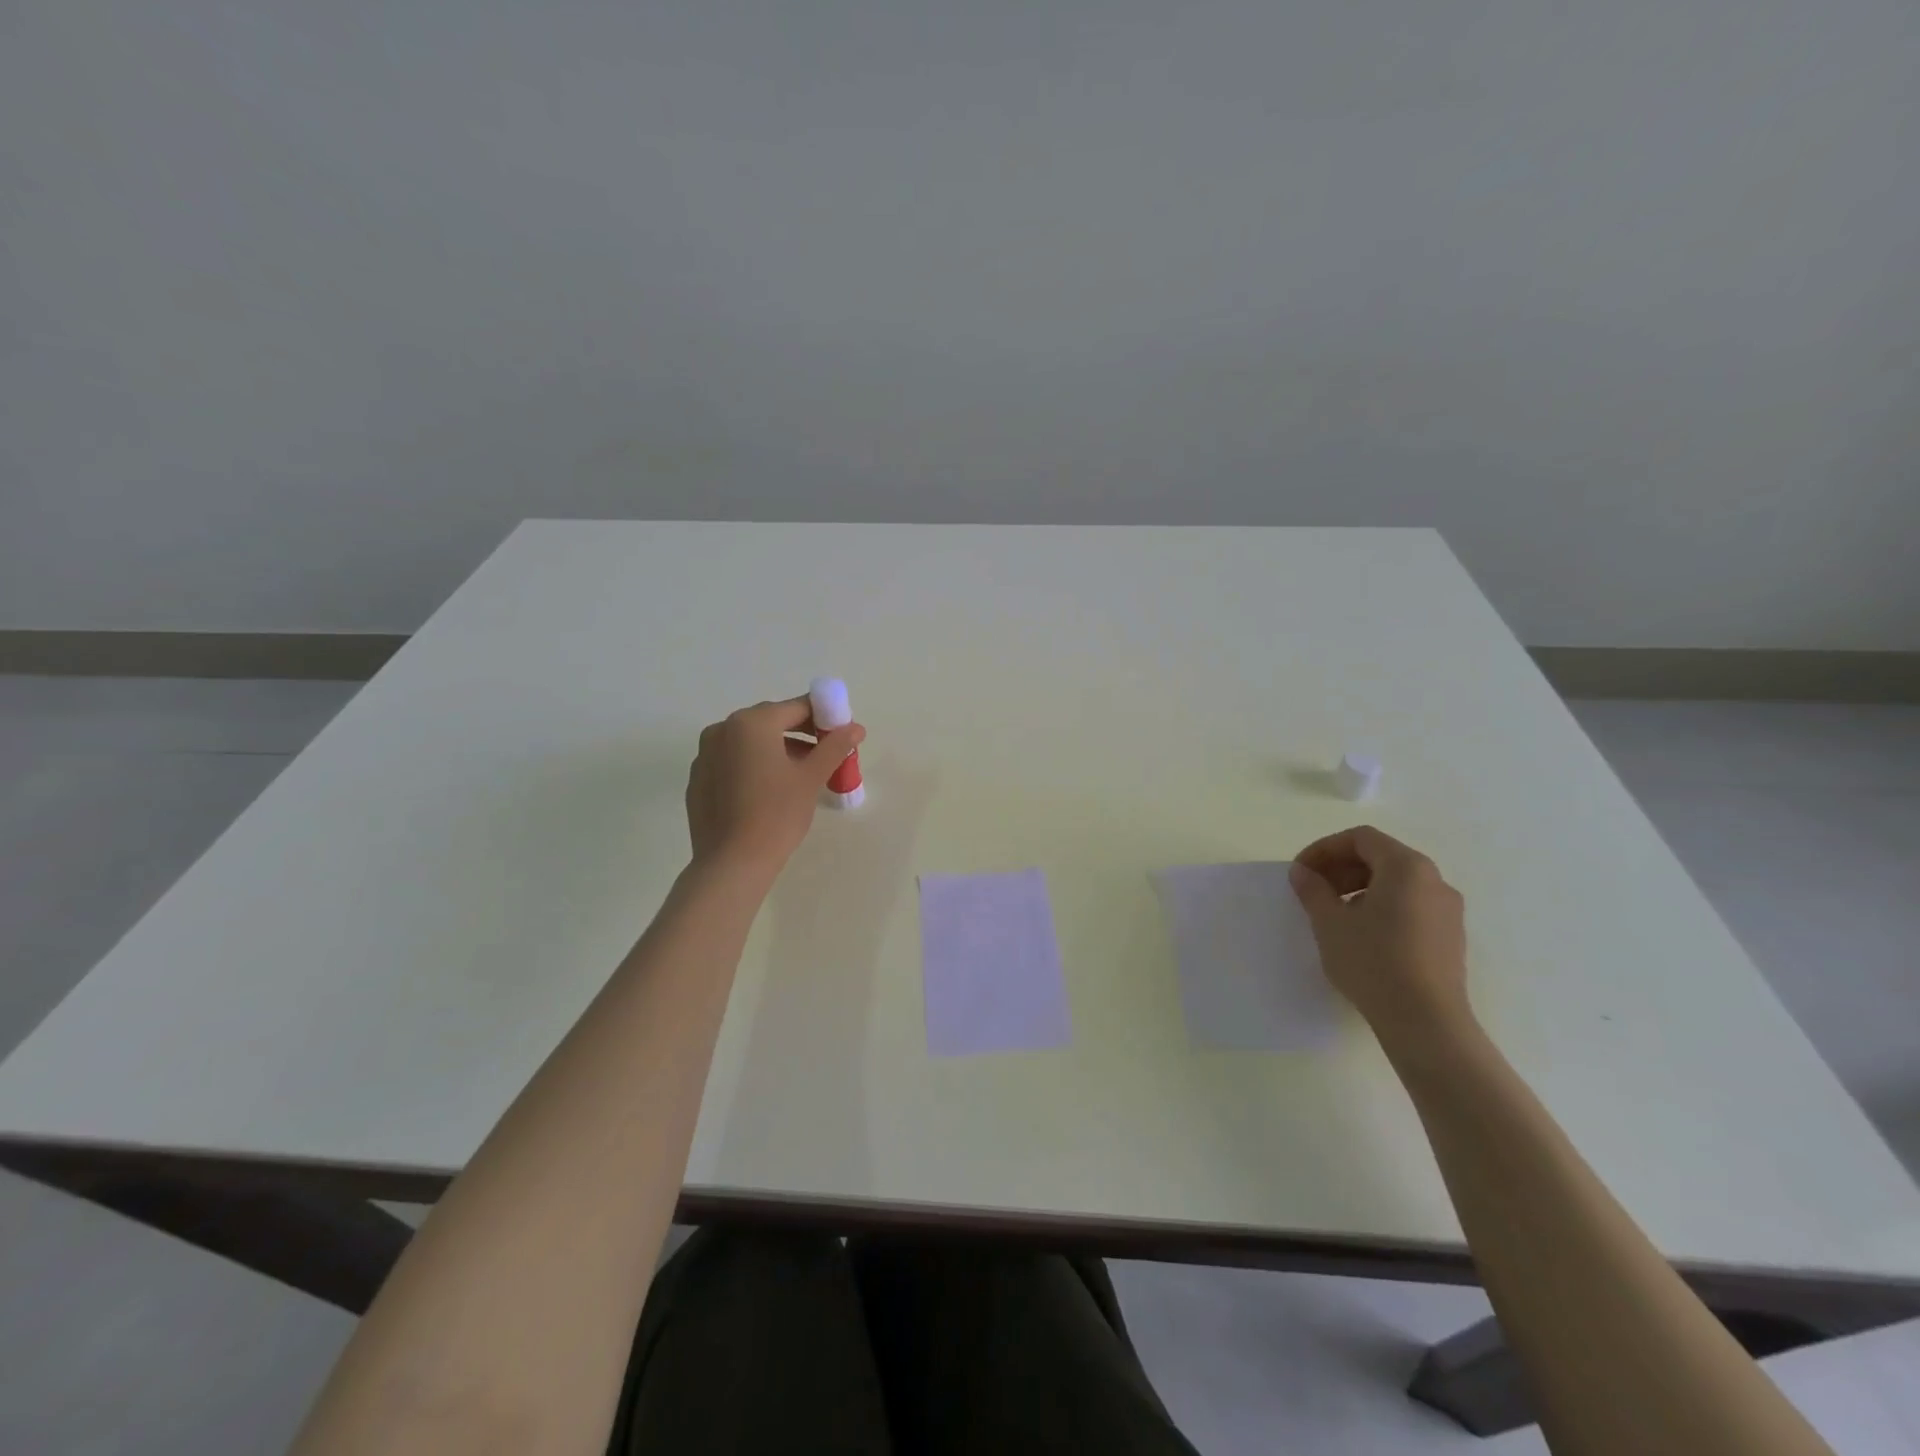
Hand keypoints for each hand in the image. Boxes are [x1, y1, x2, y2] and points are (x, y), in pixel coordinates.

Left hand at [685, 697, 864, 874]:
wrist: (732, 863)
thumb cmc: (777, 814)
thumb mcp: (811, 777)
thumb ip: (834, 746)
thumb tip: (855, 727)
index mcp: (751, 723)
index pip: (796, 708)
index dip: (824, 717)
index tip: (842, 735)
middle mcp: (722, 729)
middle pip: (771, 721)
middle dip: (801, 733)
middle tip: (826, 755)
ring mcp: (705, 754)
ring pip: (750, 742)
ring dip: (778, 749)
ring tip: (802, 775)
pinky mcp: (699, 779)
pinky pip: (733, 761)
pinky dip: (754, 765)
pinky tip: (770, 791)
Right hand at [1289, 825, 1470, 1050]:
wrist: (1426, 1022)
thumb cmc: (1373, 961)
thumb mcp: (1330, 922)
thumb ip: (1313, 889)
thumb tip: (1302, 872)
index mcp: (1407, 867)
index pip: (1361, 839)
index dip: (1325, 849)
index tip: (1301, 871)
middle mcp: (1434, 881)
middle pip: (1381, 857)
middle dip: (1341, 868)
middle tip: (1313, 890)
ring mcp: (1448, 910)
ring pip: (1397, 883)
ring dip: (1360, 887)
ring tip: (1334, 913)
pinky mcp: (1450, 937)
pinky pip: (1411, 905)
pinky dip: (1381, 906)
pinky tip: (1362, 934)